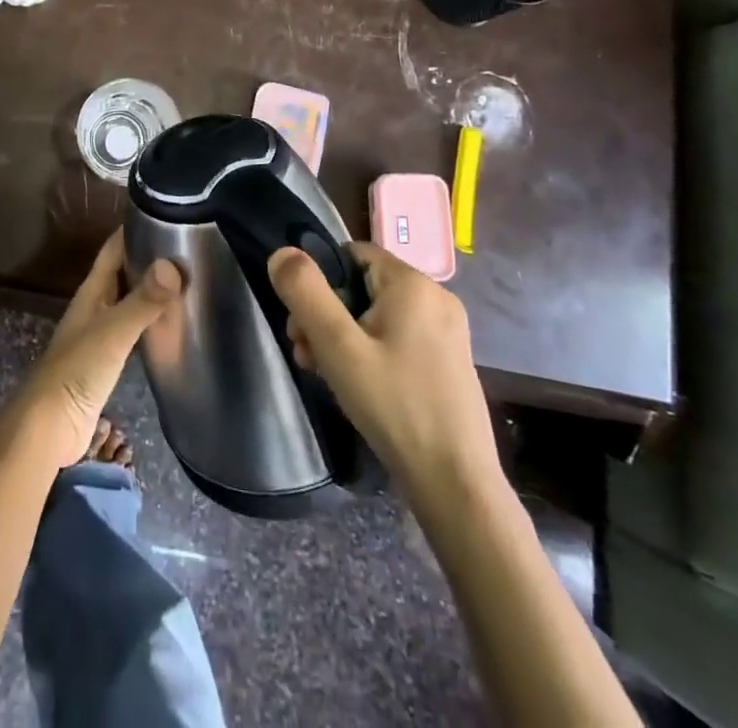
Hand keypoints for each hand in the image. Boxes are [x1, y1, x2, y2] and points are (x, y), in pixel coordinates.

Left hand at [14, 232, 182, 467]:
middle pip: (121, 274)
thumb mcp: (114, 331)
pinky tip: (169, 326)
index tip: (164, 215)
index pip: (113, 251)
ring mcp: (99, 335)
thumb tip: (174, 265)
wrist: (50, 426)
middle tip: (185, 248)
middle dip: (147, 259)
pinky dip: (149, 322)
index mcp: (91, 293)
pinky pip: (132, 331)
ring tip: (185, 282)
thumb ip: (143, 301)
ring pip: (127, 302)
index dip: (132, 231)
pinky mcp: (106, 362)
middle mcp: (94, 307)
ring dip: (149, 291)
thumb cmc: (78, 370)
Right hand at [267, 241, 499, 489]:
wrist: (455, 484)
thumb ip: (305, 293)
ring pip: (377, 315)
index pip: (352, 254)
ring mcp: (447, 332)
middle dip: (327, 315)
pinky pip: (398, 338)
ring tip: (324, 374)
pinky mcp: (449, 361)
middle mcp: (437, 298)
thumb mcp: (337, 346)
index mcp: (414, 284)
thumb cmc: (394, 406)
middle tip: (305, 354)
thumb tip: (281, 252)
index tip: (302, 322)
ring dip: (344, 337)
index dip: (321, 281)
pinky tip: (357, 386)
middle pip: (362, 286)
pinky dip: (371, 352)